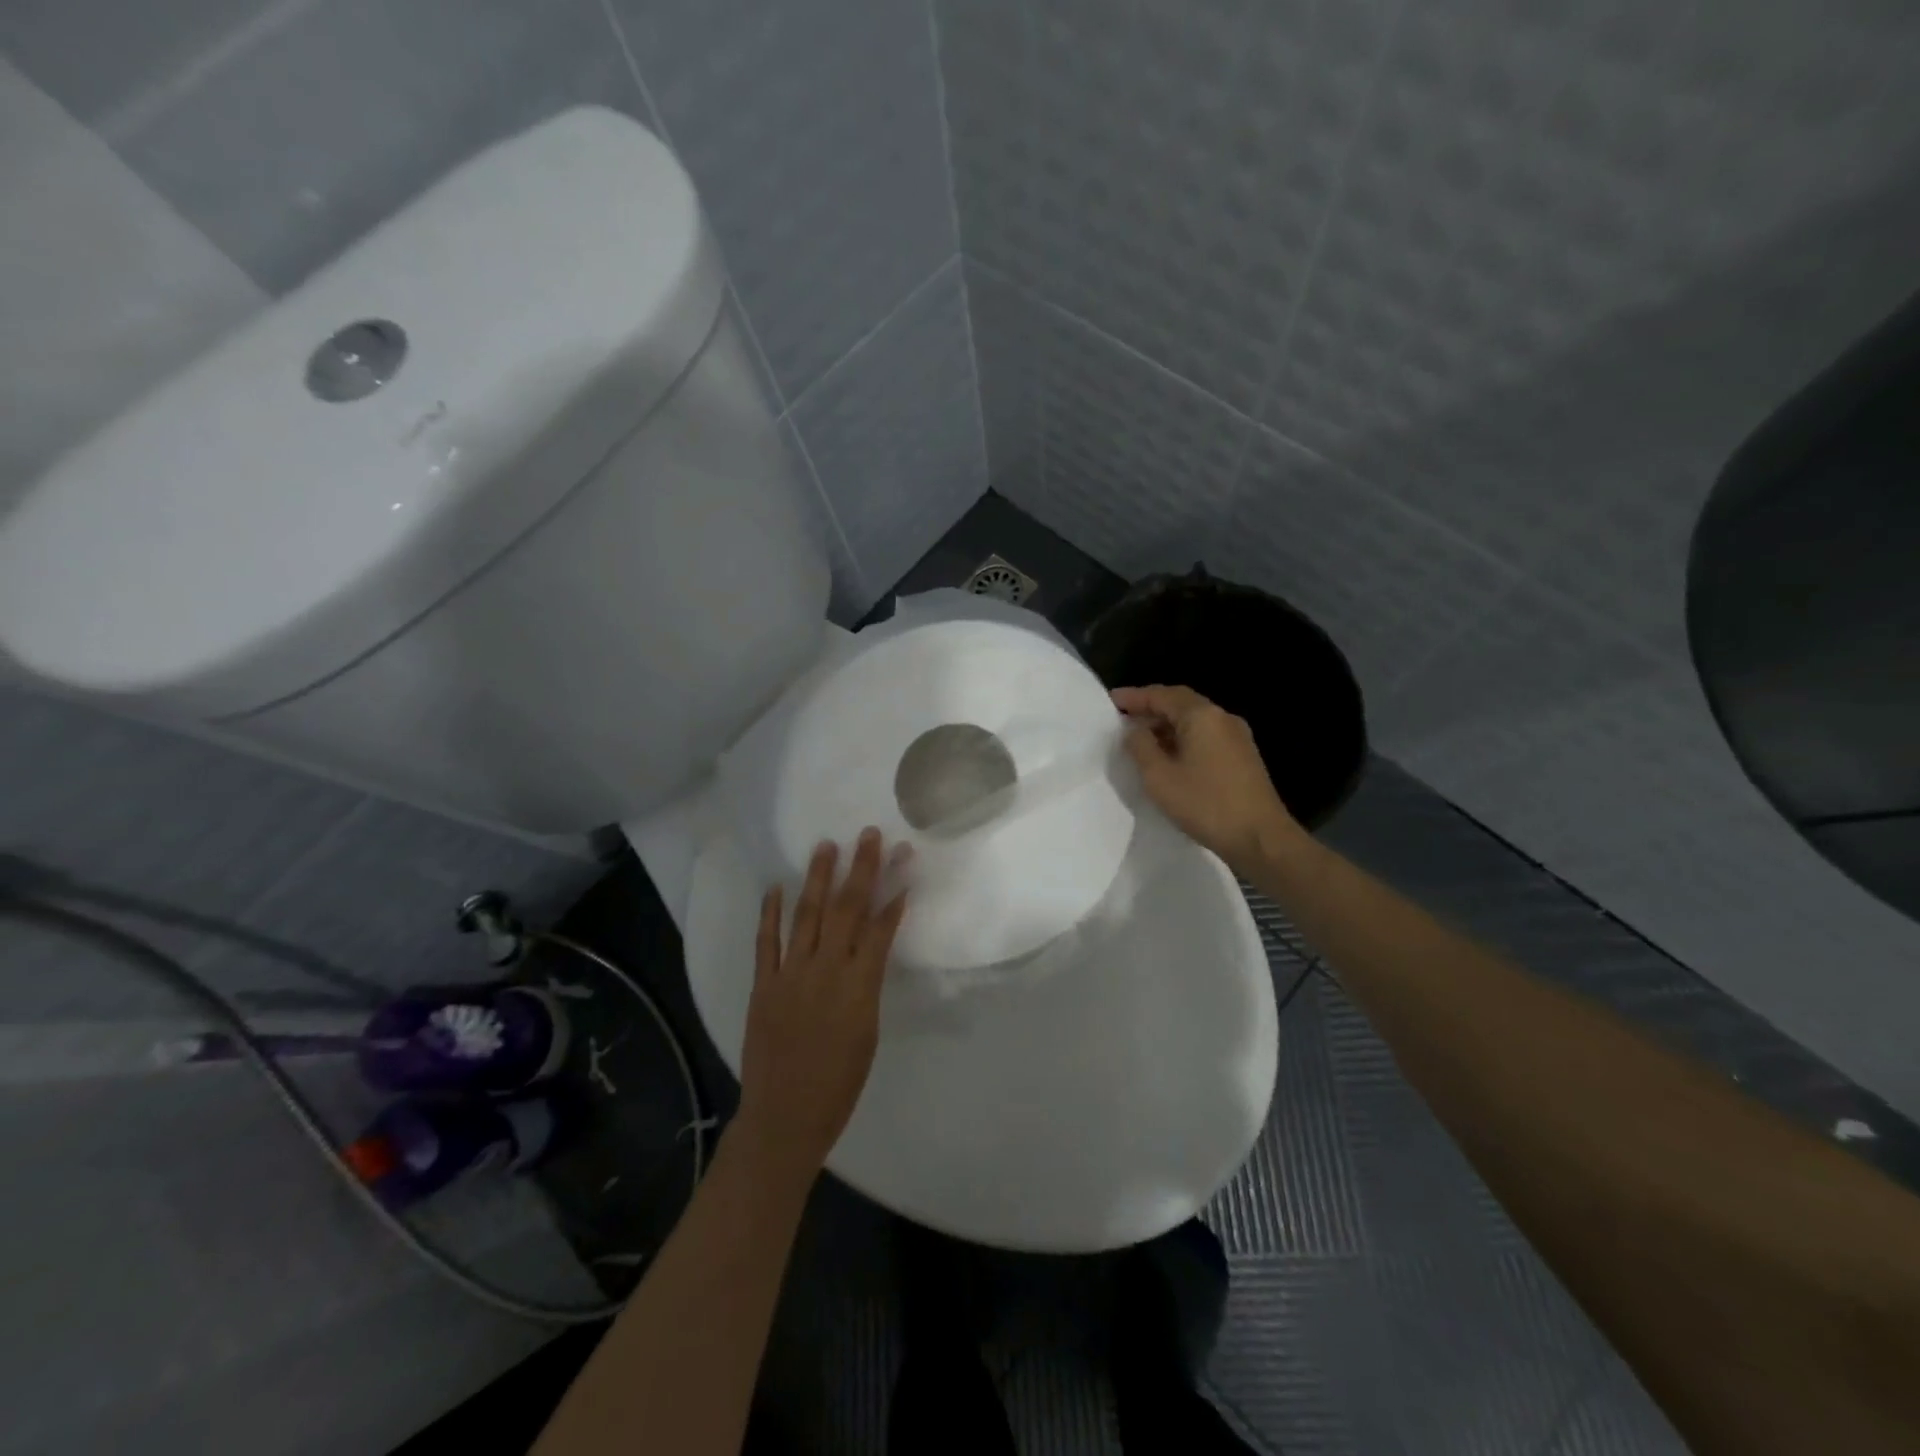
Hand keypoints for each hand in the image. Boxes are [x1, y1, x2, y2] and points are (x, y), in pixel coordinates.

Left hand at [736, 828, 908, 1178]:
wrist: (785, 1116)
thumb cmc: (839, 1082)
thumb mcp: (868, 1031)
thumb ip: (868, 983)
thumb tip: (870, 948)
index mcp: (859, 986)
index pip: (880, 928)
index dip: (893, 894)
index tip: (902, 862)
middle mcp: (826, 970)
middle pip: (847, 909)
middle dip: (860, 869)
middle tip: (868, 835)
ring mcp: (790, 974)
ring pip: (808, 915)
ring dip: (818, 878)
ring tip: (826, 846)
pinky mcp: (763, 984)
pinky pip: (766, 941)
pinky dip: (770, 912)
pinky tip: (776, 886)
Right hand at [1113, 684, 1301, 875]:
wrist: (1261, 838)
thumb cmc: (1205, 804)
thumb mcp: (1159, 777)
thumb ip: (1141, 747)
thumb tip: (1134, 730)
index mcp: (1202, 716)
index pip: (1162, 695)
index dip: (1134, 696)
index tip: (1111, 701)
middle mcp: (1222, 718)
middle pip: (1180, 703)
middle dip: (1151, 708)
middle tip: (1123, 717)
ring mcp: (1237, 737)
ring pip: (1194, 721)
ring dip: (1166, 725)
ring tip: (1141, 739)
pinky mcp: (1243, 756)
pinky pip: (1206, 736)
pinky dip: (1183, 738)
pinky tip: (1169, 756)